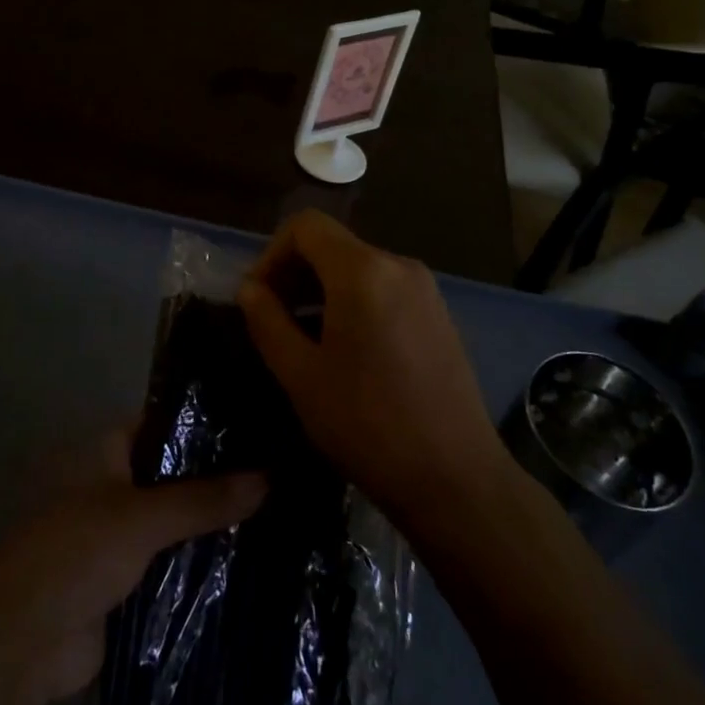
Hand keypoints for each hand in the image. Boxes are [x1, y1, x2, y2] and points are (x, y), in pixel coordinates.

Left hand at [0, 429, 267, 704]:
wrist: (25, 644)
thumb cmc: (76, 554)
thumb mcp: (143, 518)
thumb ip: (204, 499)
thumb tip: (270, 477)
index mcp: (106, 451)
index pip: (164, 423)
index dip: (206, 423)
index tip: (257, 422)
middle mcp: (114, 484)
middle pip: (174, 473)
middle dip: (217, 476)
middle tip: (280, 467)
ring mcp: (120, 532)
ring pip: (176, 519)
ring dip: (212, 521)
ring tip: (279, 506)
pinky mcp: (127, 578)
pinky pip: (172, 560)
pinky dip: (200, 560)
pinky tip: (252, 555)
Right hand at [237, 210, 505, 529]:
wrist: (455, 478)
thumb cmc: (367, 424)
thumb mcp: (301, 375)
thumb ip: (267, 321)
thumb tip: (249, 289)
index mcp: (363, 271)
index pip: (305, 226)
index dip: (271, 253)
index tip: (257, 298)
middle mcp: (398, 265)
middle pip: (332, 245)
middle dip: (294, 273)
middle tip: (272, 321)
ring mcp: (425, 289)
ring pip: (358, 268)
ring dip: (321, 291)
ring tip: (303, 340)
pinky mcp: (438, 314)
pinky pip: (383, 289)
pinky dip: (353, 302)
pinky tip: (345, 351)